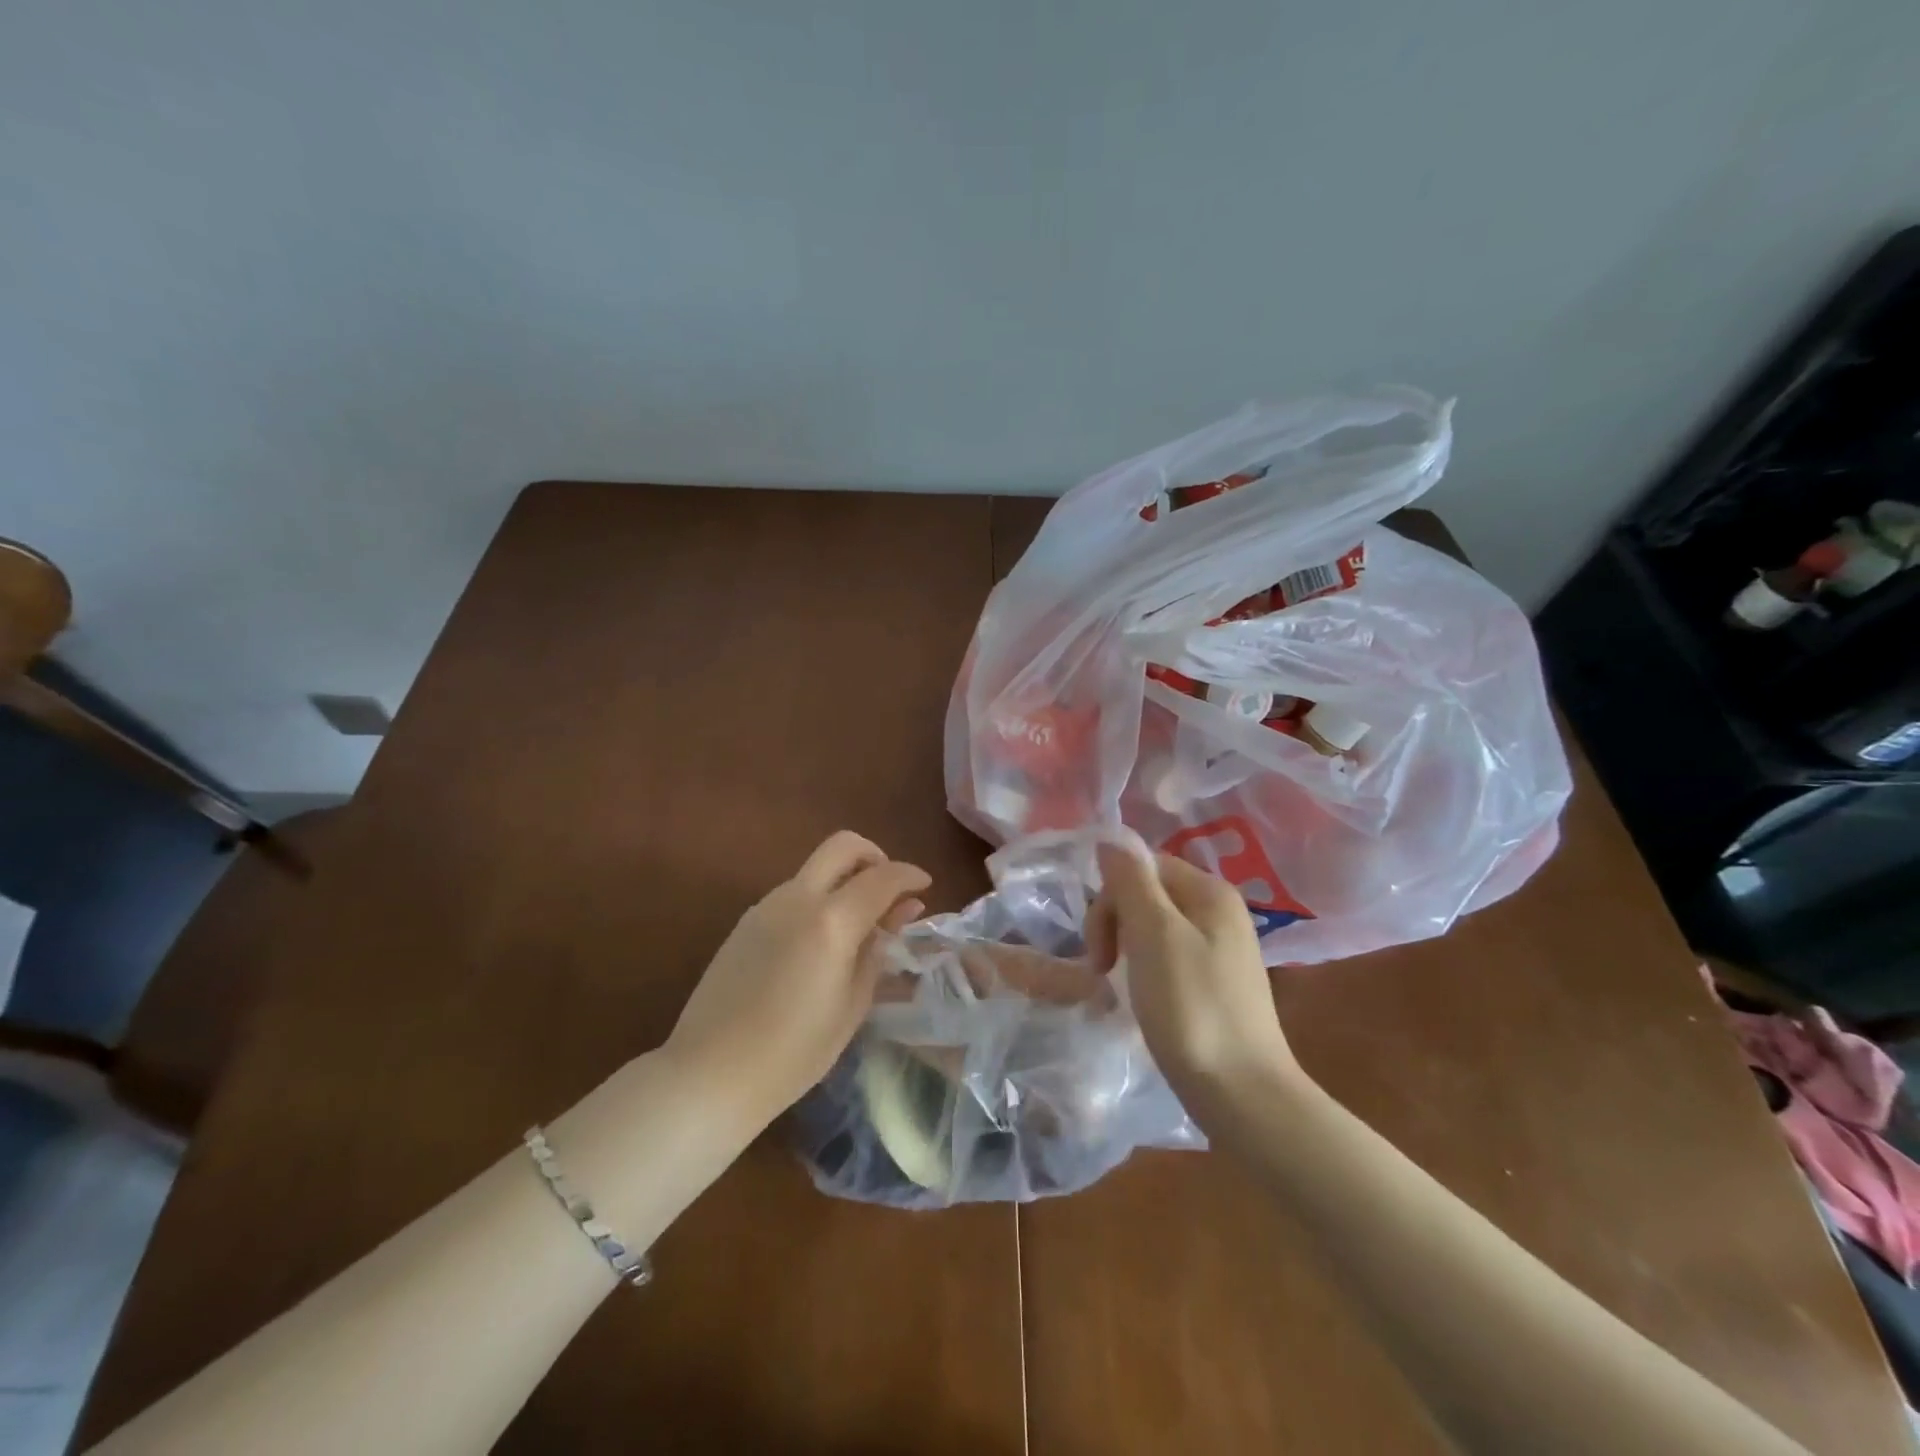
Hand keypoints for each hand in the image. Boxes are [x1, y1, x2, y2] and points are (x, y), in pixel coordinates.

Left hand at [665, 831, 929, 1131]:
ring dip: (845, 879)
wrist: (709, 1074)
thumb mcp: (853, 1004)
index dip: (910, 875)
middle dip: (875, 856)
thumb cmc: (794, 1053)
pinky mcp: (746, 921)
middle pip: (843, 846)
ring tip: (859, 925)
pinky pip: (794, 892)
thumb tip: (903, 910)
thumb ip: (879, 948)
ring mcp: (766, 905)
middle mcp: (797, 898)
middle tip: (889, 891)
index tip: (925, 887)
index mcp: (831, 921)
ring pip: (816, 868)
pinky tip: (823, 941)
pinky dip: (819, 898)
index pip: (882, 877)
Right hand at [1086, 842, 1302, 1104]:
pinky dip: (1145, 969)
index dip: (1111, 897)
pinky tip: (1142, 997)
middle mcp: (1219, 911)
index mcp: (1210, 891)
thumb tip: (1110, 838)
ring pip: (1153, 926)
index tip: (1099, 944)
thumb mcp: (1154, 935)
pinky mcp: (1215, 982)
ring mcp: (1220, 948)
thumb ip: (1131, 881)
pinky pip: (1167, 955)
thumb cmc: (1192, 1008)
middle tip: (1102, 968)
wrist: (1244, 1095)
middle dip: (1114, 922)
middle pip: (1148, 893)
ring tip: (1117, 985)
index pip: (1142, 866)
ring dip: (1125, 947)